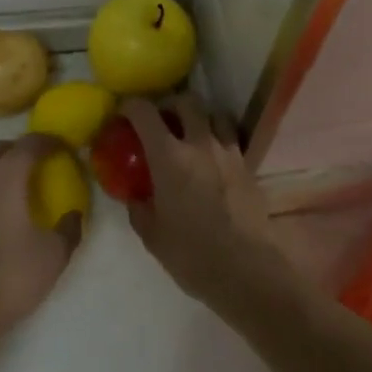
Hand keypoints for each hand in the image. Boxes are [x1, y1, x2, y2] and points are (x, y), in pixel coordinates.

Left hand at [0, 134, 79, 341]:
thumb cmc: (12, 275)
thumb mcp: (54, 253)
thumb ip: (69, 227)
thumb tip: (73, 215)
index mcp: (6, 175)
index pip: (30, 143)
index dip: (50, 142)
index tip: (66, 148)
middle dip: (21, 149)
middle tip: (42, 164)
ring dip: (1, 166)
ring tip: (21, 185)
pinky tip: (1, 208)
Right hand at [119, 96, 289, 305]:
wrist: (248, 269)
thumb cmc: (193, 254)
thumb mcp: (153, 236)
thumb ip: (139, 209)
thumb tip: (135, 197)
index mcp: (169, 157)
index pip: (145, 113)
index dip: (130, 106)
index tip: (123, 113)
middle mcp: (200, 144)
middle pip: (186, 101)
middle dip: (170, 104)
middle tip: (161, 119)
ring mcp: (228, 153)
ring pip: (216, 114)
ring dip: (201, 117)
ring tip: (193, 134)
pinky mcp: (248, 167)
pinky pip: (232, 139)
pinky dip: (220, 139)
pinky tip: (214, 159)